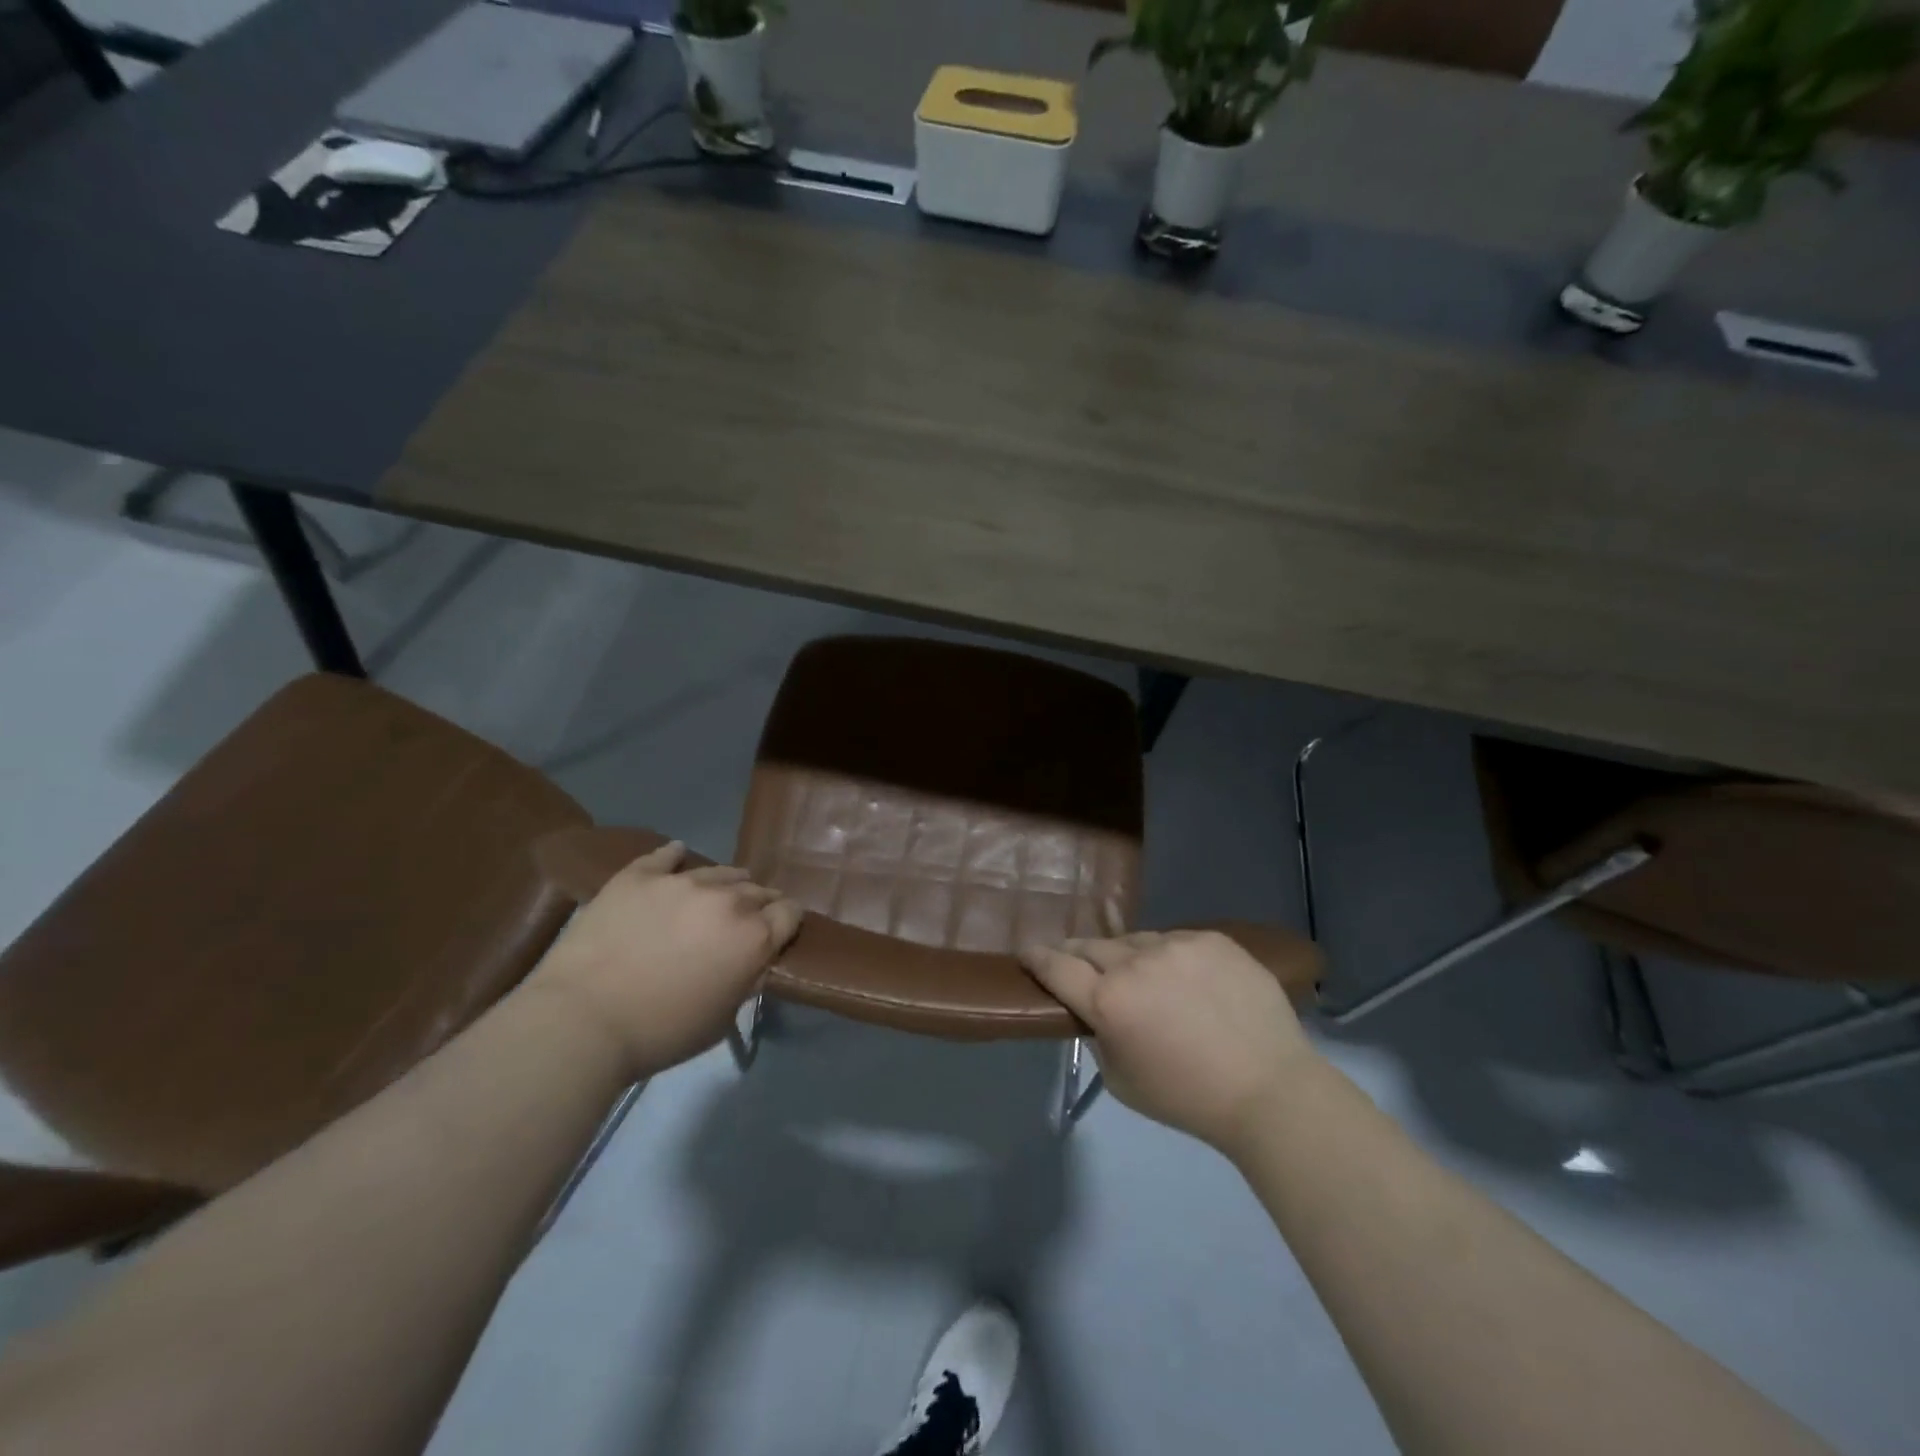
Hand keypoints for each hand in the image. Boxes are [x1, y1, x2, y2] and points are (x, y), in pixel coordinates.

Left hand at [527, 842, 800, 1078]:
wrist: (582, 1021)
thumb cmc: (659, 1033)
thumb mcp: (722, 1019)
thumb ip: (745, 981)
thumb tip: (753, 961)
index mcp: (753, 937)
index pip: (790, 912)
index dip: (788, 921)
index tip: (779, 931)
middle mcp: (726, 900)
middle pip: (757, 889)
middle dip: (758, 903)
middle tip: (744, 921)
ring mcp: (681, 882)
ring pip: (719, 871)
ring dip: (725, 883)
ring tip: (717, 893)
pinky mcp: (639, 876)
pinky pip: (666, 855)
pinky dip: (676, 856)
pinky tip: (677, 854)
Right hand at [1019, 930, 1315, 1155]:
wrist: (1270, 1088)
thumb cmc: (1188, 1098)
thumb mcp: (1122, 1081)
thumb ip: (1098, 1036)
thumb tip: (1094, 1010)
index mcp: (1108, 1001)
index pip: (1056, 966)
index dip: (1037, 957)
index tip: (1027, 952)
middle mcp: (1136, 963)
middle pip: (1091, 946)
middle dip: (1078, 955)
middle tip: (1079, 965)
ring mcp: (1177, 945)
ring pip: (1135, 940)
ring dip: (1127, 956)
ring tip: (1144, 977)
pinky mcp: (1211, 938)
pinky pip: (1175, 940)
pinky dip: (1169, 956)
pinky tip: (1185, 979)